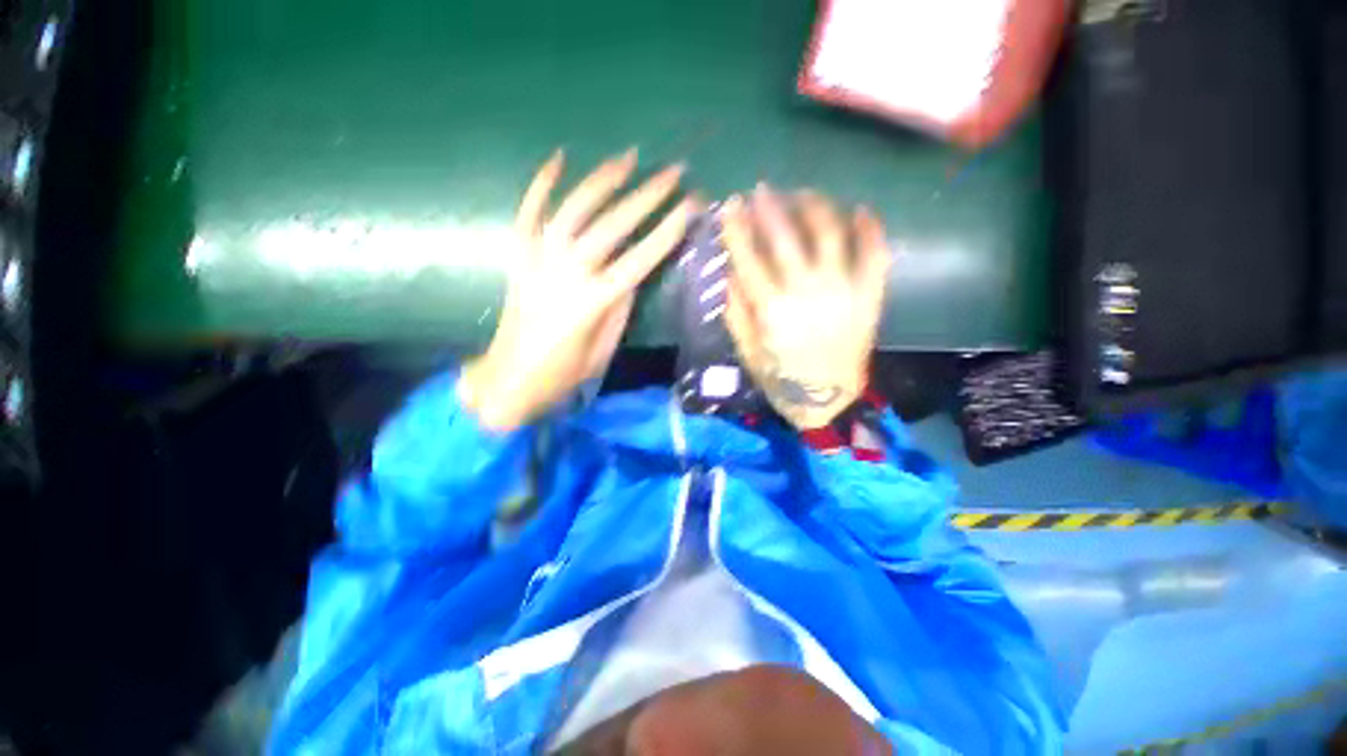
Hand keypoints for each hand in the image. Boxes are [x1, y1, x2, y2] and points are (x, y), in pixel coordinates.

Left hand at [459, 149, 692, 431]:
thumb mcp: (603, 350)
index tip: (690, 206)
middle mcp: (566, 273)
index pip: (639, 259)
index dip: (667, 231)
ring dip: (602, 181)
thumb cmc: (563, 374)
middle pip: (611, 227)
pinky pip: (528, 213)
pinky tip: (559, 159)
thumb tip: (633, 274)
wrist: (510, 377)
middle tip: (673, 172)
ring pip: (573, 210)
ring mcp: (538, 260)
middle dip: (646, 197)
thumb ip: (620, 308)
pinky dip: (541, 184)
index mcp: (592, 302)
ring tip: (627, 157)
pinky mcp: (518, 257)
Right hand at [723, 185, 891, 430]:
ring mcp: (843, 291)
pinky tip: (858, 211)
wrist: (826, 400)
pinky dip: (869, 229)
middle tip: (762, 190)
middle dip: (771, 206)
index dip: (737, 228)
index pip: (749, 257)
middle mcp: (807, 293)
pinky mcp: (869, 297)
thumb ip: (736, 311)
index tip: (730, 206)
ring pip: (831, 234)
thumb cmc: (780, 377)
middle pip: (787, 236)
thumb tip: (732, 272)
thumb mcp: (746, 350)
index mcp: (772, 309)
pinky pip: (875, 254)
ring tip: (803, 195)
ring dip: (815, 207)